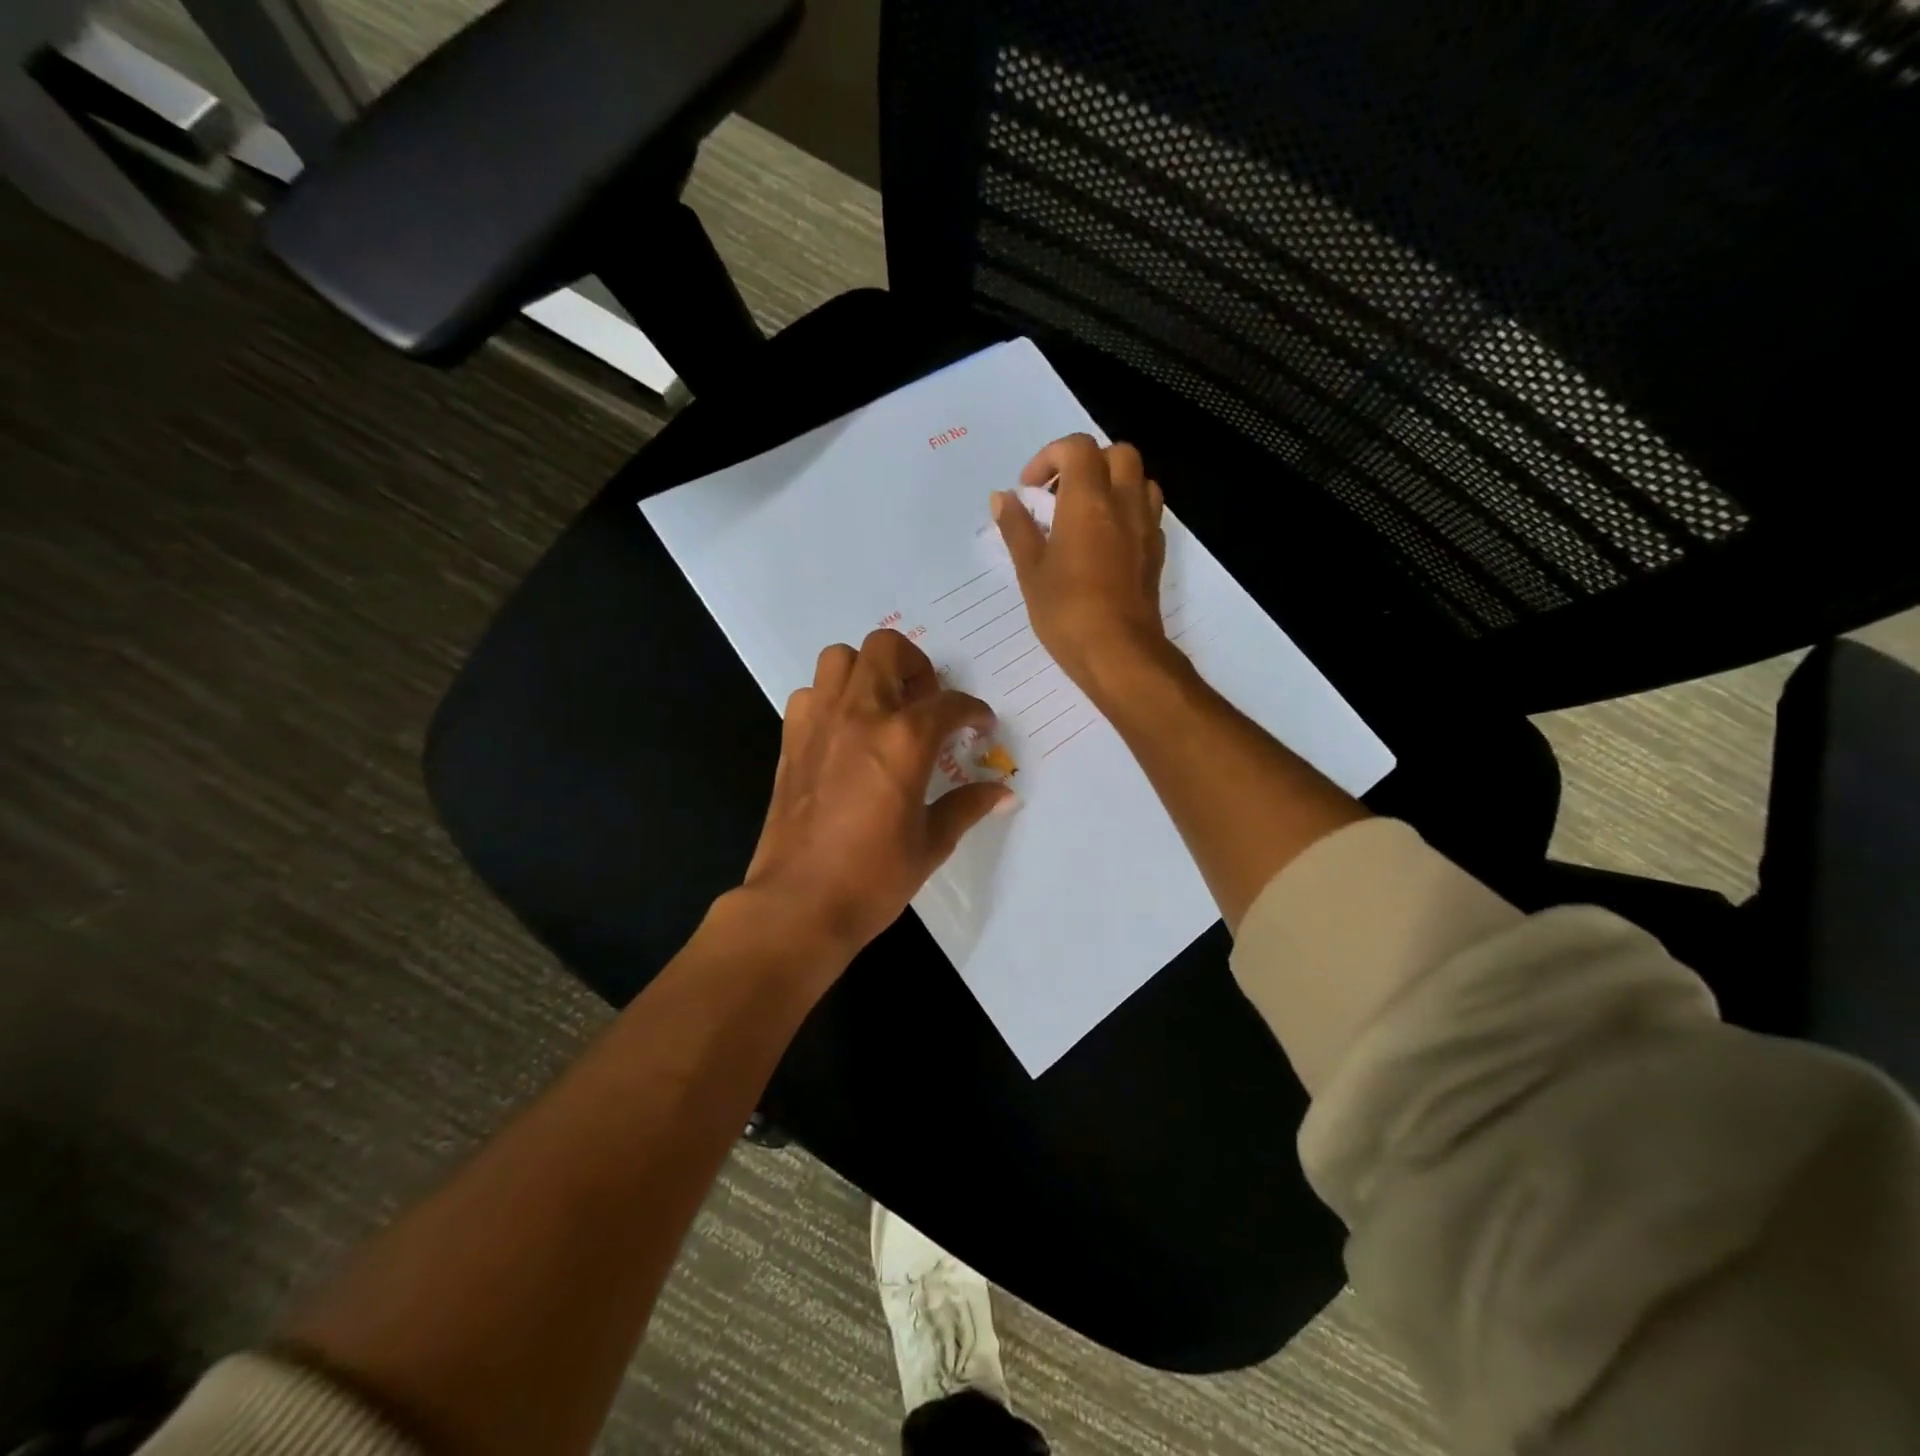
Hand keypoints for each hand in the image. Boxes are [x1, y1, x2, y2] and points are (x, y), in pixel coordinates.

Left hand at [739, 629, 1013, 959]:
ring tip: (884, 708)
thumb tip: (1003, 792)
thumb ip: (966, 805)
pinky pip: (811, 693)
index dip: (973, 711)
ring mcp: (820, 722)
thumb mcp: (932, 843)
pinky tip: (845, 733)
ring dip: (868, 671)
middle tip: (927, 703)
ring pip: (841, 658)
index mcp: (905, 739)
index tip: (980, 726)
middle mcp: (861, 714)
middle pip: (888, 649)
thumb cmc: (873, 878)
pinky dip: (832, 698)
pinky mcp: (791, 739)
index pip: (950, 703)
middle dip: (917, 666)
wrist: (799, 904)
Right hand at [992, 435, 1171, 696]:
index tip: (1029, 490)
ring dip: (1112, 483)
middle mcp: (1124, 503)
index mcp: (1089, 500)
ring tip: (1085, 514)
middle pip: (1116, 453)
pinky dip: (1126, 510)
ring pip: (1139, 479)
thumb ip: (1017, 528)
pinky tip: (1104, 541)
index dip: (1049, 458)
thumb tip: (1002, 498)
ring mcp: (1146, 527)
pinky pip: (1147, 511)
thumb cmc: (1066, 611)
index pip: (1077, 448)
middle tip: (1059, 495)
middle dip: (1086, 463)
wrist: (1119, 652)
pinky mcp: (1156, 552)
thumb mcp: (1030, 570)